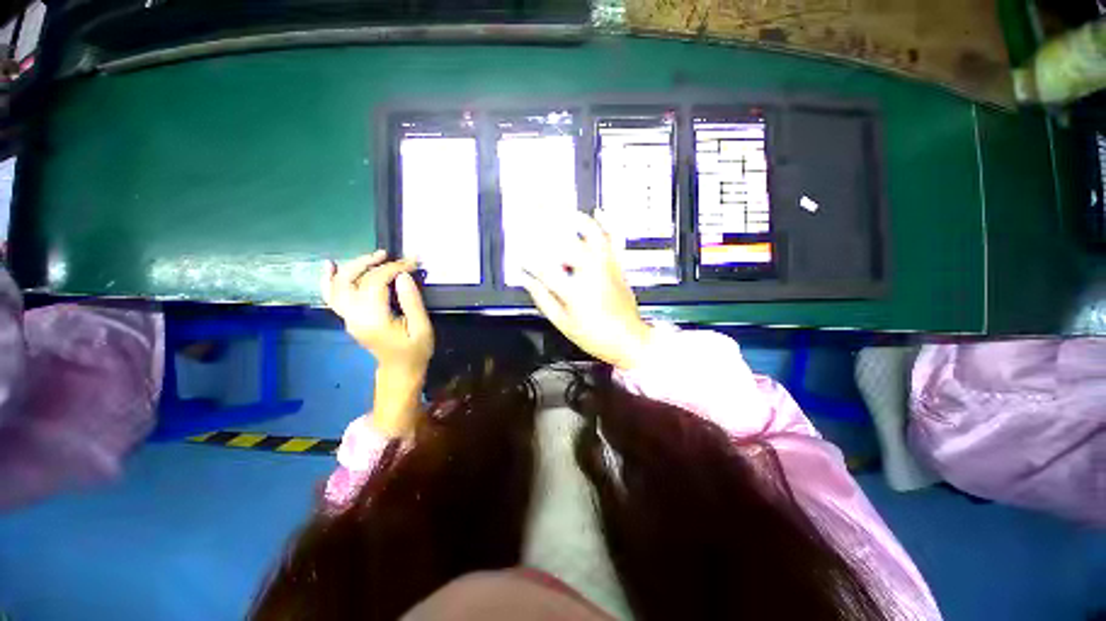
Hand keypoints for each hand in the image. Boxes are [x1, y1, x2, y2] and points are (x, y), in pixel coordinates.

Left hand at [321, 251, 433, 435]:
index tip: (412, 262)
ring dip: (353, 266)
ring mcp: (347, 318)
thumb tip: (403, 276)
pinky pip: (332, 296)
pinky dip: (328, 279)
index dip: (393, 268)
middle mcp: (354, 316)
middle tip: (390, 255)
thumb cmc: (415, 351)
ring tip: (372, 256)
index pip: (375, 283)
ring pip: (338, 285)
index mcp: (374, 319)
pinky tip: (330, 265)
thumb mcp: (422, 328)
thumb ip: (412, 302)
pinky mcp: (347, 318)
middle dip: (371, 263)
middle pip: (352, 280)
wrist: (400, 371)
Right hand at [520, 212, 653, 370]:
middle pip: (565, 243)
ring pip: (591, 234)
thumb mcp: (563, 323)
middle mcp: (591, 272)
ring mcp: (607, 266)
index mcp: (574, 290)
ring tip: (561, 207)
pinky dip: (606, 223)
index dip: (527, 259)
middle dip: (545, 225)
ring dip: (575, 218)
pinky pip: (612, 239)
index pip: (543, 268)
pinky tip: (599, 211)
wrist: (629, 339)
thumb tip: (526, 280)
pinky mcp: (617, 265)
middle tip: (532, 211)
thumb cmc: (595, 335)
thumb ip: (543, 299)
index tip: (517, 253)